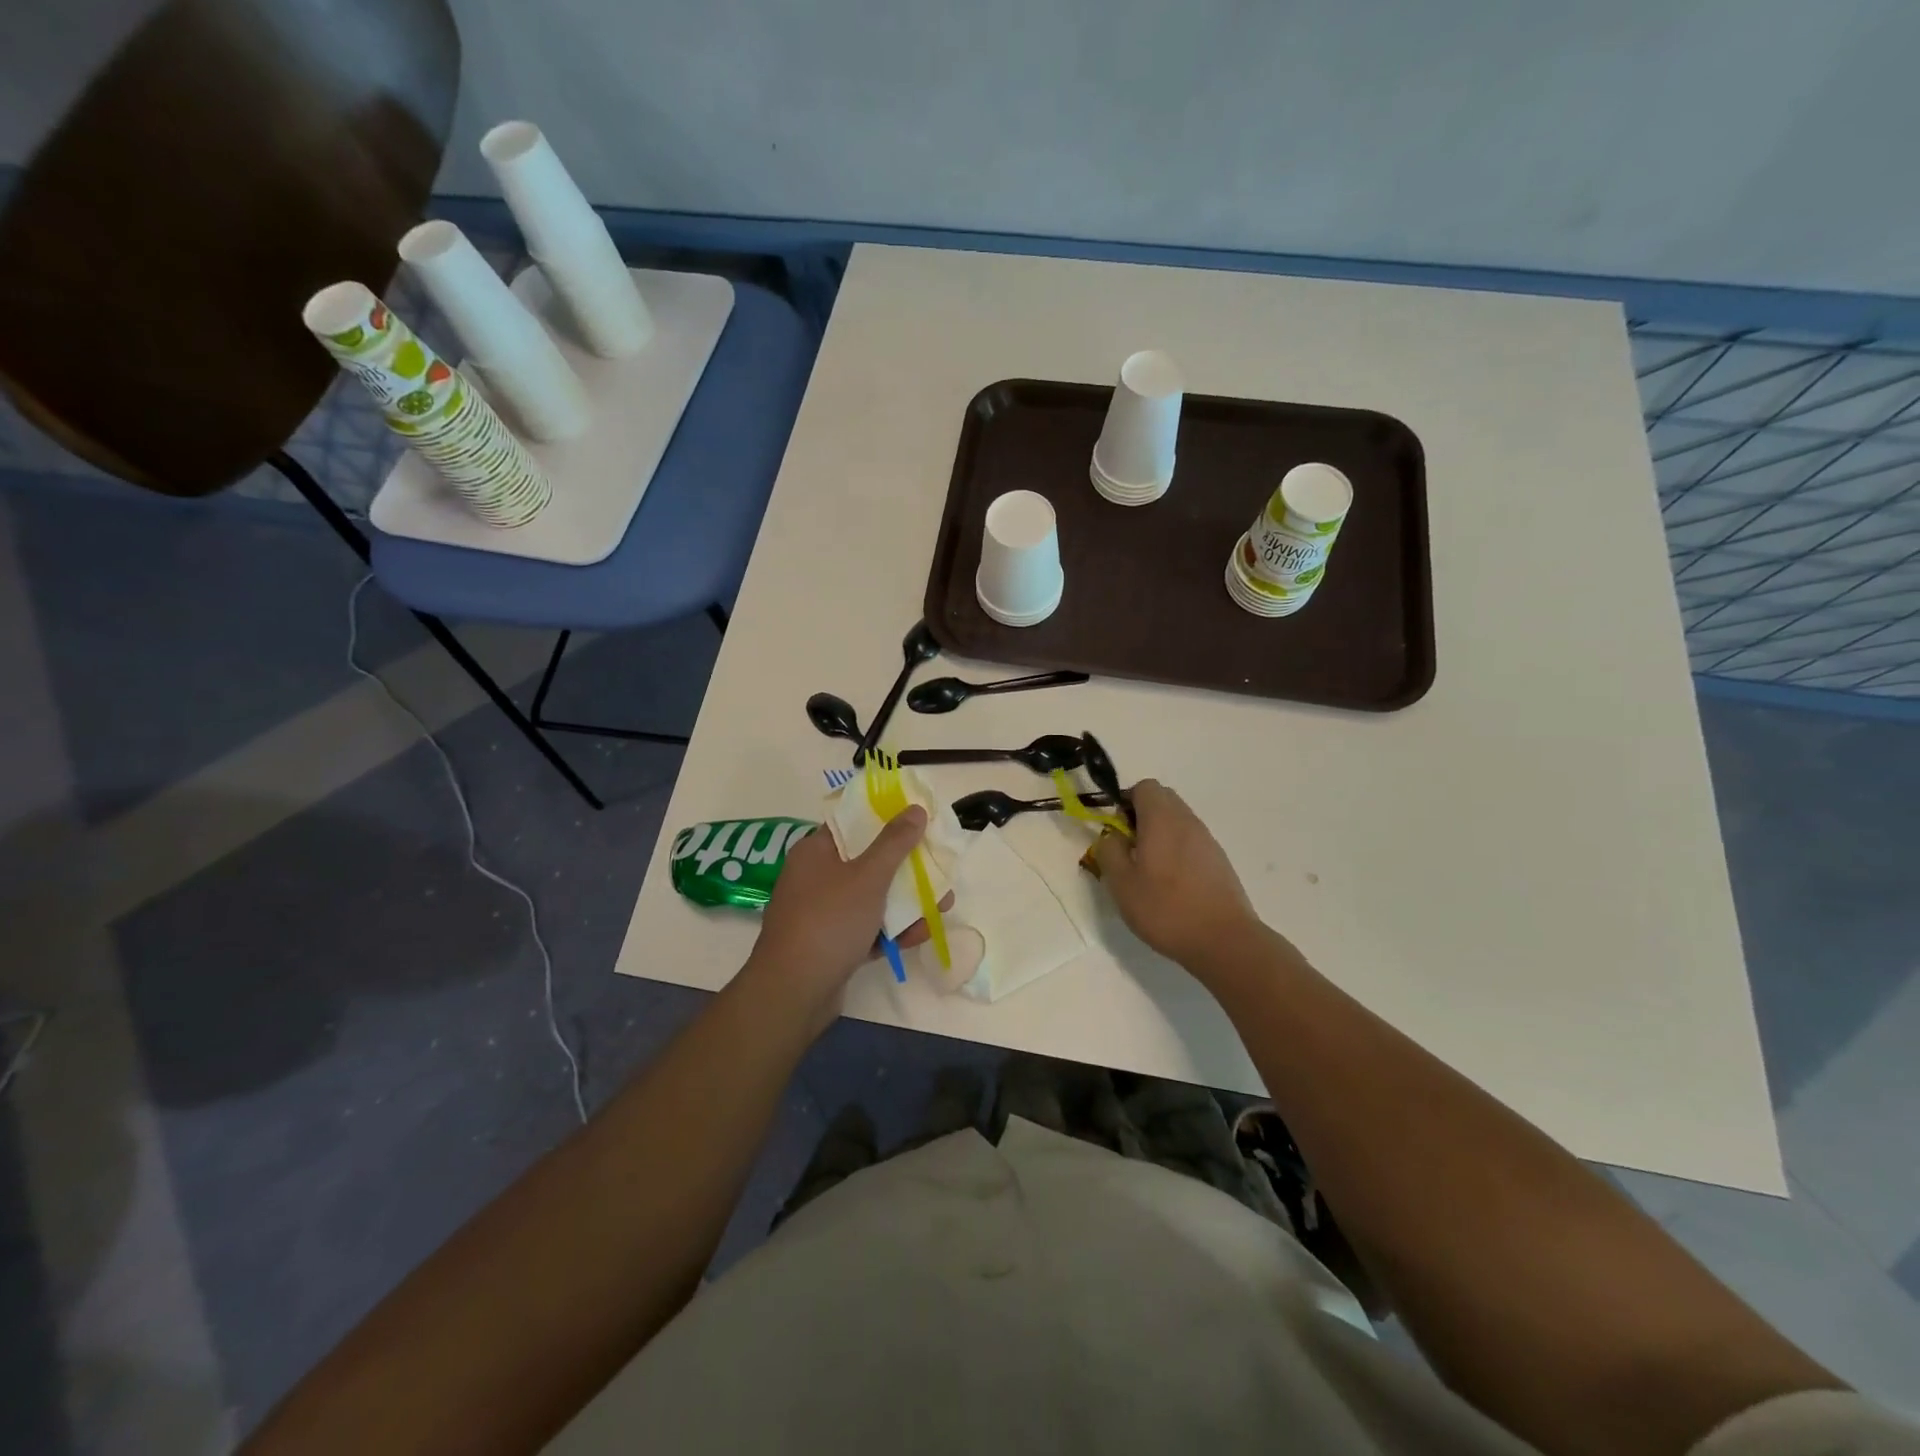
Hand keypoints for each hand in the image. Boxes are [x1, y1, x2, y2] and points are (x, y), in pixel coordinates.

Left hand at [743, 807, 943, 1025]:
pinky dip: (891, 931)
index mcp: (815, 851)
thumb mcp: (867, 876)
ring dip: (906, 902)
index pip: (853, 824)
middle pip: (868, 862)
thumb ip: (894, 842)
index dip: (887, 819)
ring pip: (871, 898)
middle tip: (938, 868)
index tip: (919, 822)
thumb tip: (915, 809)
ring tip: (942, 906)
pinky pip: (866, 929)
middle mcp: (816, 878)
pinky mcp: (831, 945)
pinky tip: (920, 935)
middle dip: (906, 867)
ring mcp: (822, 913)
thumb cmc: (829, 921)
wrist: (794, 992)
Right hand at [1094, 779, 1263, 971]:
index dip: (1125, 802)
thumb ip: (1109, 851)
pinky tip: (1171, 884)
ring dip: (1159, 834)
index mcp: (1162, 819)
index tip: (1117, 831)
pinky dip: (1177, 850)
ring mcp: (1208, 840)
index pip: (1144, 787)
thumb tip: (1111, 835)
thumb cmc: (1166, 909)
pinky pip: (1191, 841)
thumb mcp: (1122, 883)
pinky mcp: (1219, 860)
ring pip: (1178, 820)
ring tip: (1149, 871)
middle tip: (1129, 850)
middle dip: (1141, 816)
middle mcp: (1187, 821)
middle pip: (1162, 799)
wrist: (1224, 940)